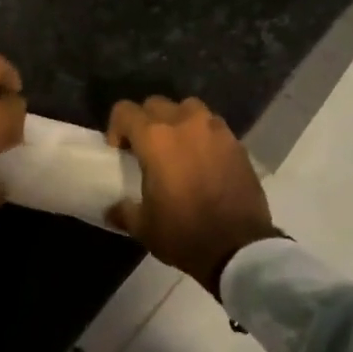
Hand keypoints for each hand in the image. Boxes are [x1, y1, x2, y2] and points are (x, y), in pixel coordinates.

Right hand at [106, 96, 275, 295]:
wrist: (239, 247)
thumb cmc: (184, 233)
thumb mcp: (144, 227)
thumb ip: (124, 211)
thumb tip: (113, 209)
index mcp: (155, 138)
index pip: (125, 111)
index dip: (116, 127)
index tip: (120, 151)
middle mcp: (184, 123)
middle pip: (156, 104)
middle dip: (146, 121)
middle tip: (146, 149)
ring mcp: (215, 130)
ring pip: (188, 107)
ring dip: (177, 120)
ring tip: (178, 147)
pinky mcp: (236, 142)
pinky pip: (213, 126)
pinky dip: (204, 135)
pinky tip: (204, 160)